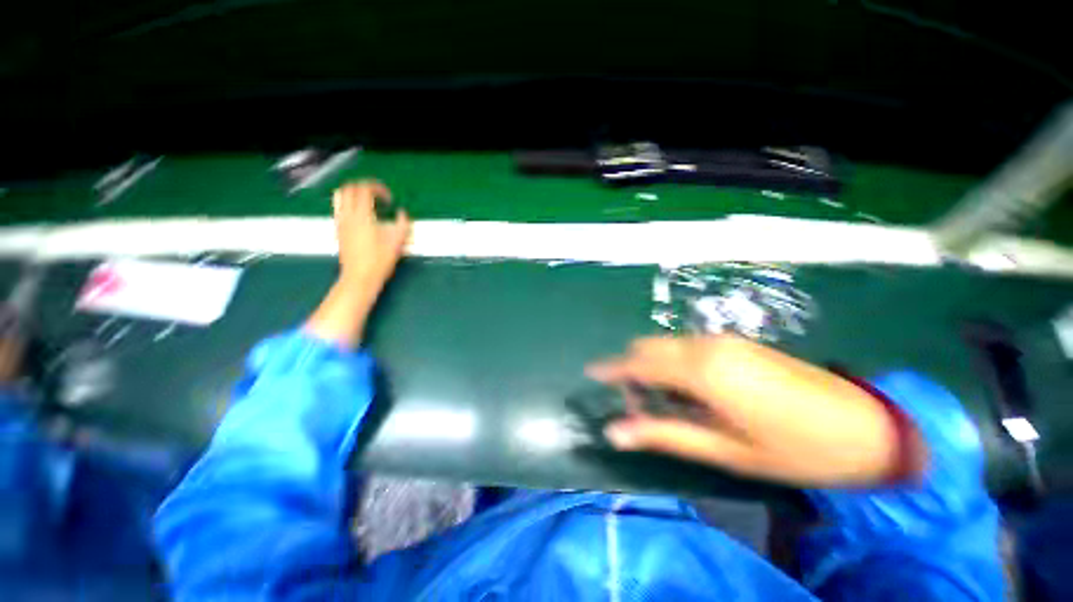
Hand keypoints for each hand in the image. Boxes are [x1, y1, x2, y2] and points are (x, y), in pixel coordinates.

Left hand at [333, 180, 410, 293]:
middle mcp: (348, 215)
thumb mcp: (397, 243)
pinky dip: (348, 203)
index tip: (389, 199)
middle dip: (365, 187)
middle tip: (379, 196)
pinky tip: (361, 215)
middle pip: (350, 188)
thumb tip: (402, 213)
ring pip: (340, 196)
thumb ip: (402, 224)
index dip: (378, 188)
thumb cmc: (380, 261)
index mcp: (363, 216)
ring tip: (367, 202)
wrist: (359, 277)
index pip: (365, 189)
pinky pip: (339, 207)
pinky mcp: (338, 229)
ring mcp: (341, 222)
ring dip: (354, 193)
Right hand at [586, 335, 914, 486]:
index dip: (612, 368)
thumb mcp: (724, 451)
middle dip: (632, 370)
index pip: (638, 362)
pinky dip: (674, 364)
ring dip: (653, 367)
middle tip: (638, 405)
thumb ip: (664, 434)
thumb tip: (616, 431)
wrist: (867, 426)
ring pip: (667, 346)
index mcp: (701, 371)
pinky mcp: (736, 343)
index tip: (591, 372)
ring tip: (666, 403)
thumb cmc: (796, 450)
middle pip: (648, 348)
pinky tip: (691, 391)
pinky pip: (687, 347)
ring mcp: (723, 341)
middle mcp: (705, 346)